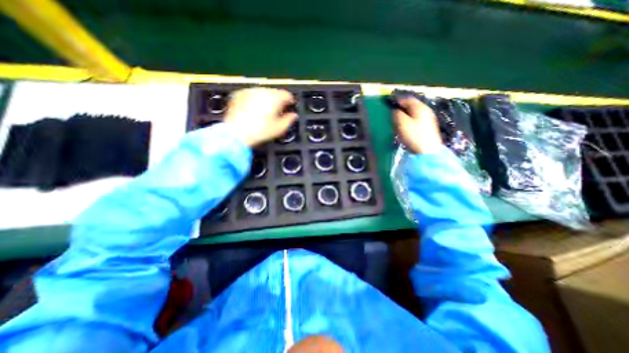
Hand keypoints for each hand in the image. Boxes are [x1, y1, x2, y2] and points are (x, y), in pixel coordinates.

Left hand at [224, 90, 297, 148]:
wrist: (235, 133)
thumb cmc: (260, 131)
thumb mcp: (279, 129)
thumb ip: (289, 120)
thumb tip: (294, 115)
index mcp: (274, 98)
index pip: (287, 95)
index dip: (290, 101)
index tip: (290, 107)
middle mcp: (262, 91)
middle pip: (274, 92)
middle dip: (277, 100)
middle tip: (277, 111)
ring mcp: (249, 91)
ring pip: (262, 92)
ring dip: (266, 99)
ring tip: (265, 111)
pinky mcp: (238, 94)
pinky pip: (251, 95)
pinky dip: (254, 100)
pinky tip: (253, 110)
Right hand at [392, 96, 441, 152]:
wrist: (427, 151)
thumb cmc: (413, 135)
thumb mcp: (402, 123)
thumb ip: (397, 114)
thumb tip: (395, 110)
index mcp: (420, 108)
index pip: (408, 99)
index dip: (398, 101)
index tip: (390, 105)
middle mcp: (425, 111)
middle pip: (411, 106)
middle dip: (401, 109)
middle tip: (393, 115)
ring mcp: (428, 119)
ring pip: (413, 114)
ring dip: (404, 116)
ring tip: (397, 123)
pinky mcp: (427, 127)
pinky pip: (416, 121)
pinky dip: (409, 122)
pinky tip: (404, 129)